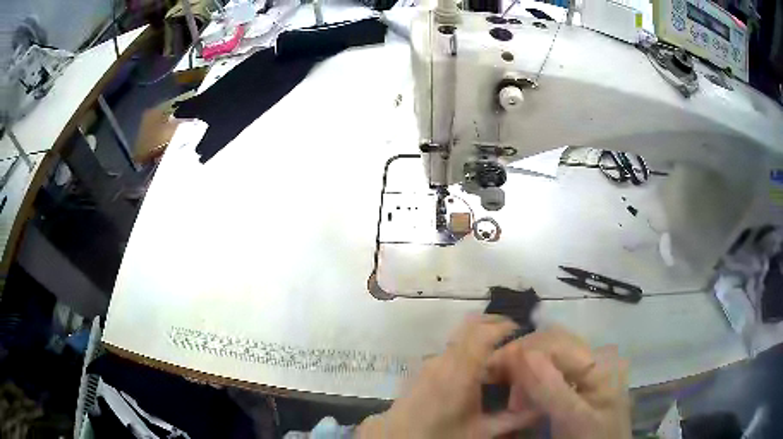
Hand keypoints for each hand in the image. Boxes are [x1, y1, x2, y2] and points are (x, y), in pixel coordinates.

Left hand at [357, 315, 538, 437]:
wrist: (399, 437)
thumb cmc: (441, 434)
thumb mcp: (480, 431)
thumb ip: (512, 419)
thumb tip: (540, 408)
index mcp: (460, 371)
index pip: (483, 334)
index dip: (504, 326)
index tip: (521, 329)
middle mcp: (444, 359)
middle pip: (470, 326)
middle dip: (493, 324)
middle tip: (513, 334)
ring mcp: (431, 361)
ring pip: (459, 337)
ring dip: (479, 337)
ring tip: (498, 353)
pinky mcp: (423, 368)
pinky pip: (450, 348)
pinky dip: (467, 348)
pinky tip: (476, 369)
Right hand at [488, 326, 630, 438]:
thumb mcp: (573, 418)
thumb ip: (550, 388)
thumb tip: (519, 352)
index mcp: (599, 362)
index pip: (554, 341)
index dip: (519, 350)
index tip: (488, 371)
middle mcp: (594, 356)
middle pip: (551, 342)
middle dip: (520, 358)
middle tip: (497, 384)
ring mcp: (588, 368)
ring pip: (549, 353)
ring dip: (524, 369)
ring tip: (513, 399)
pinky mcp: (580, 380)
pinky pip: (551, 368)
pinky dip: (532, 379)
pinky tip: (525, 397)